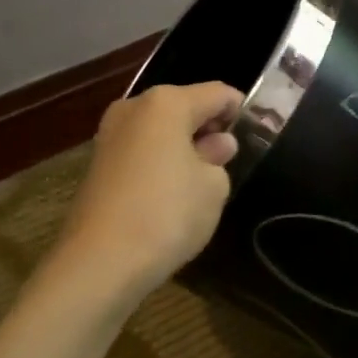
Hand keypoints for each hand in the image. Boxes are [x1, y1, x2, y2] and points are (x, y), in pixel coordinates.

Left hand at [57, 81, 243, 291]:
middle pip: (185, 107)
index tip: (258, 134)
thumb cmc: (167, 214)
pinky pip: (142, 152)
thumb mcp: (213, 187)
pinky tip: (172, 194)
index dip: (241, 111)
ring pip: (161, 130)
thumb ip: (219, 158)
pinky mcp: (98, 165)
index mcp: (166, 103)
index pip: (218, 93)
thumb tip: (215, 145)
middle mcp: (133, 108)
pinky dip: (161, 163)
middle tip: (230, 161)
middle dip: (209, 129)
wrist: (100, 263)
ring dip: (184, 147)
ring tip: (202, 182)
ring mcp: (110, 135)